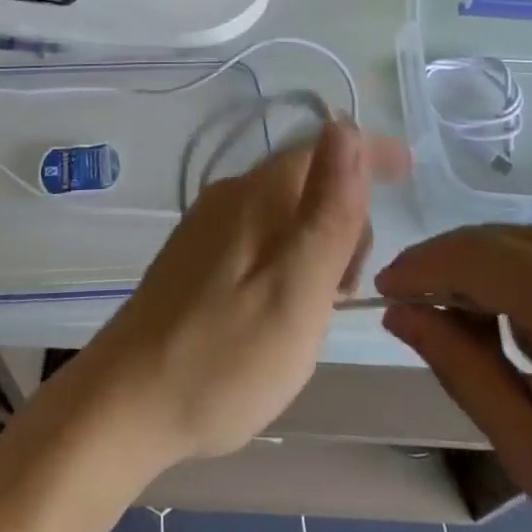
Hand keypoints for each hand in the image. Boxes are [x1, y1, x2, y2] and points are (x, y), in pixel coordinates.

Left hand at [66, 122, 409, 470]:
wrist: (124, 406)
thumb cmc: (224, 357)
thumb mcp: (296, 288)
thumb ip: (328, 209)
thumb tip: (345, 125)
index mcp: (255, 195)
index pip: (324, 147)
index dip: (369, 152)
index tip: (408, 169)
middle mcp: (229, 197)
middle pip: (306, 182)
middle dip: (345, 218)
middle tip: (349, 290)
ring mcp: (206, 227)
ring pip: (284, 213)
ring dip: (318, 246)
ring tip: (319, 311)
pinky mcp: (194, 259)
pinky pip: (260, 238)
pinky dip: (289, 261)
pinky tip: (282, 311)